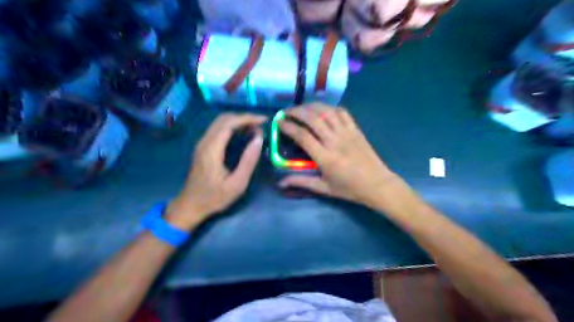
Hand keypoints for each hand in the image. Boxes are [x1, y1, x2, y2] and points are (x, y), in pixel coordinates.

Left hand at [165, 113, 265, 228]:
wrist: (190, 206)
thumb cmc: (214, 197)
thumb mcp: (237, 184)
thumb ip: (248, 161)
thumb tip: (258, 139)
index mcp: (212, 149)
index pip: (229, 123)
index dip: (248, 118)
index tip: (264, 120)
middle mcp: (205, 142)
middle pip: (224, 119)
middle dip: (244, 118)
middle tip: (261, 126)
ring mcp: (202, 144)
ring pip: (220, 122)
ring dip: (238, 122)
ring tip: (255, 130)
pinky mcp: (203, 147)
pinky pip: (218, 130)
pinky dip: (232, 127)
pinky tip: (243, 135)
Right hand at [281, 103, 400, 207]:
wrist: (377, 184)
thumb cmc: (349, 188)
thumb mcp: (323, 188)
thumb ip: (301, 182)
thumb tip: (280, 183)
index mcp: (325, 157)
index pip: (302, 135)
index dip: (288, 126)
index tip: (279, 122)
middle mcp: (334, 141)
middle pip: (313, 118)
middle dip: (296, 111)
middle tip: (286, 112)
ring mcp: (347, 133)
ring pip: (327, 111)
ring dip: (311, 106)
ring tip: (301, 108)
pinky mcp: (356, 129)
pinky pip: (342, 112)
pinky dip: (330, 108)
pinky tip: (323, 110)